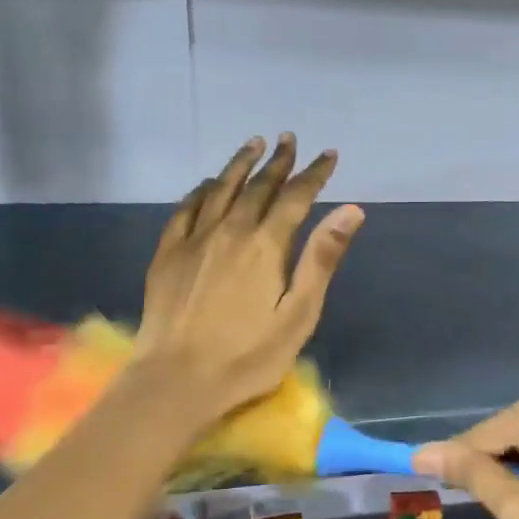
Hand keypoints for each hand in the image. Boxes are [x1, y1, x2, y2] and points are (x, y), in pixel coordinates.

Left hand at [134, 134, 362, 423]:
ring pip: (220, 189)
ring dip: (240, 165)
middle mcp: (229, 231)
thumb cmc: (248, 356)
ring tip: (253, 144)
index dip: (314, 173)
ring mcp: (194, 240)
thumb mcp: (298, 314)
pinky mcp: (168, 254)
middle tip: (289, 140)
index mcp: (266, 245)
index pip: (295, 197)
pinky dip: (202, 190)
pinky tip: (208, 184)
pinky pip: (186, 208)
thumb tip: (350, 210)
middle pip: (258, 187)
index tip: (328, 155)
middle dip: (278, 162)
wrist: (177, 379)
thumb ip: (321, 259)